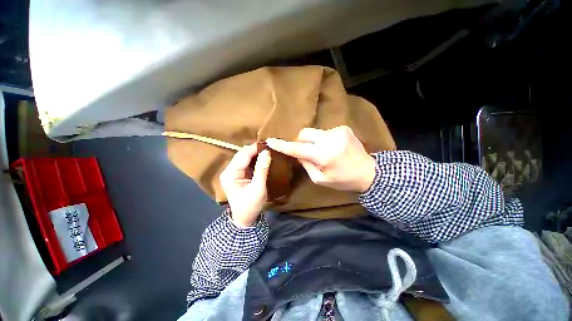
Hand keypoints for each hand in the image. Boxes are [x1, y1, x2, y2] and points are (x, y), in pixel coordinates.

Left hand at [220, 144, 271, 226]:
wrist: (244, 218)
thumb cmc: (251, 205)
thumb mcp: (259, 188)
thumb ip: (262, 169)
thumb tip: (266, 152)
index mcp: (231, 174)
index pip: (243, 155)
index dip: (255, 148)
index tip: (268, 144)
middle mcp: (228, 170)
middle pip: (242, 154)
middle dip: (255, 150)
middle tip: (269, 147)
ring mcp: (231, 172)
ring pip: (243, 157)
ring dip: (254, 154)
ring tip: (267, 151)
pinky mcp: (236, 174)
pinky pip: (245, 163)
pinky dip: (253, 159)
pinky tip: (262, 158)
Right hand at [266, 126, 375, 192]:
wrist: (369, 172)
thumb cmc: (343, 180)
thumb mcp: (320, 179)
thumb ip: (306, 165)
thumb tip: (298, 153)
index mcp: (324, 155)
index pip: (298, 149)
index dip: (283, 145)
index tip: (271, 141)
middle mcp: (330, 139)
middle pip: (304, 134)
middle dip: (301, 142)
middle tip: (307, 153)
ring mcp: (338, 131)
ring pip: (314, 133)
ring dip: (314, 142)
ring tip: (324, 152)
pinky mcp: (343, 128)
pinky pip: (324, 132)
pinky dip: (323, 140)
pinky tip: (332, 148)